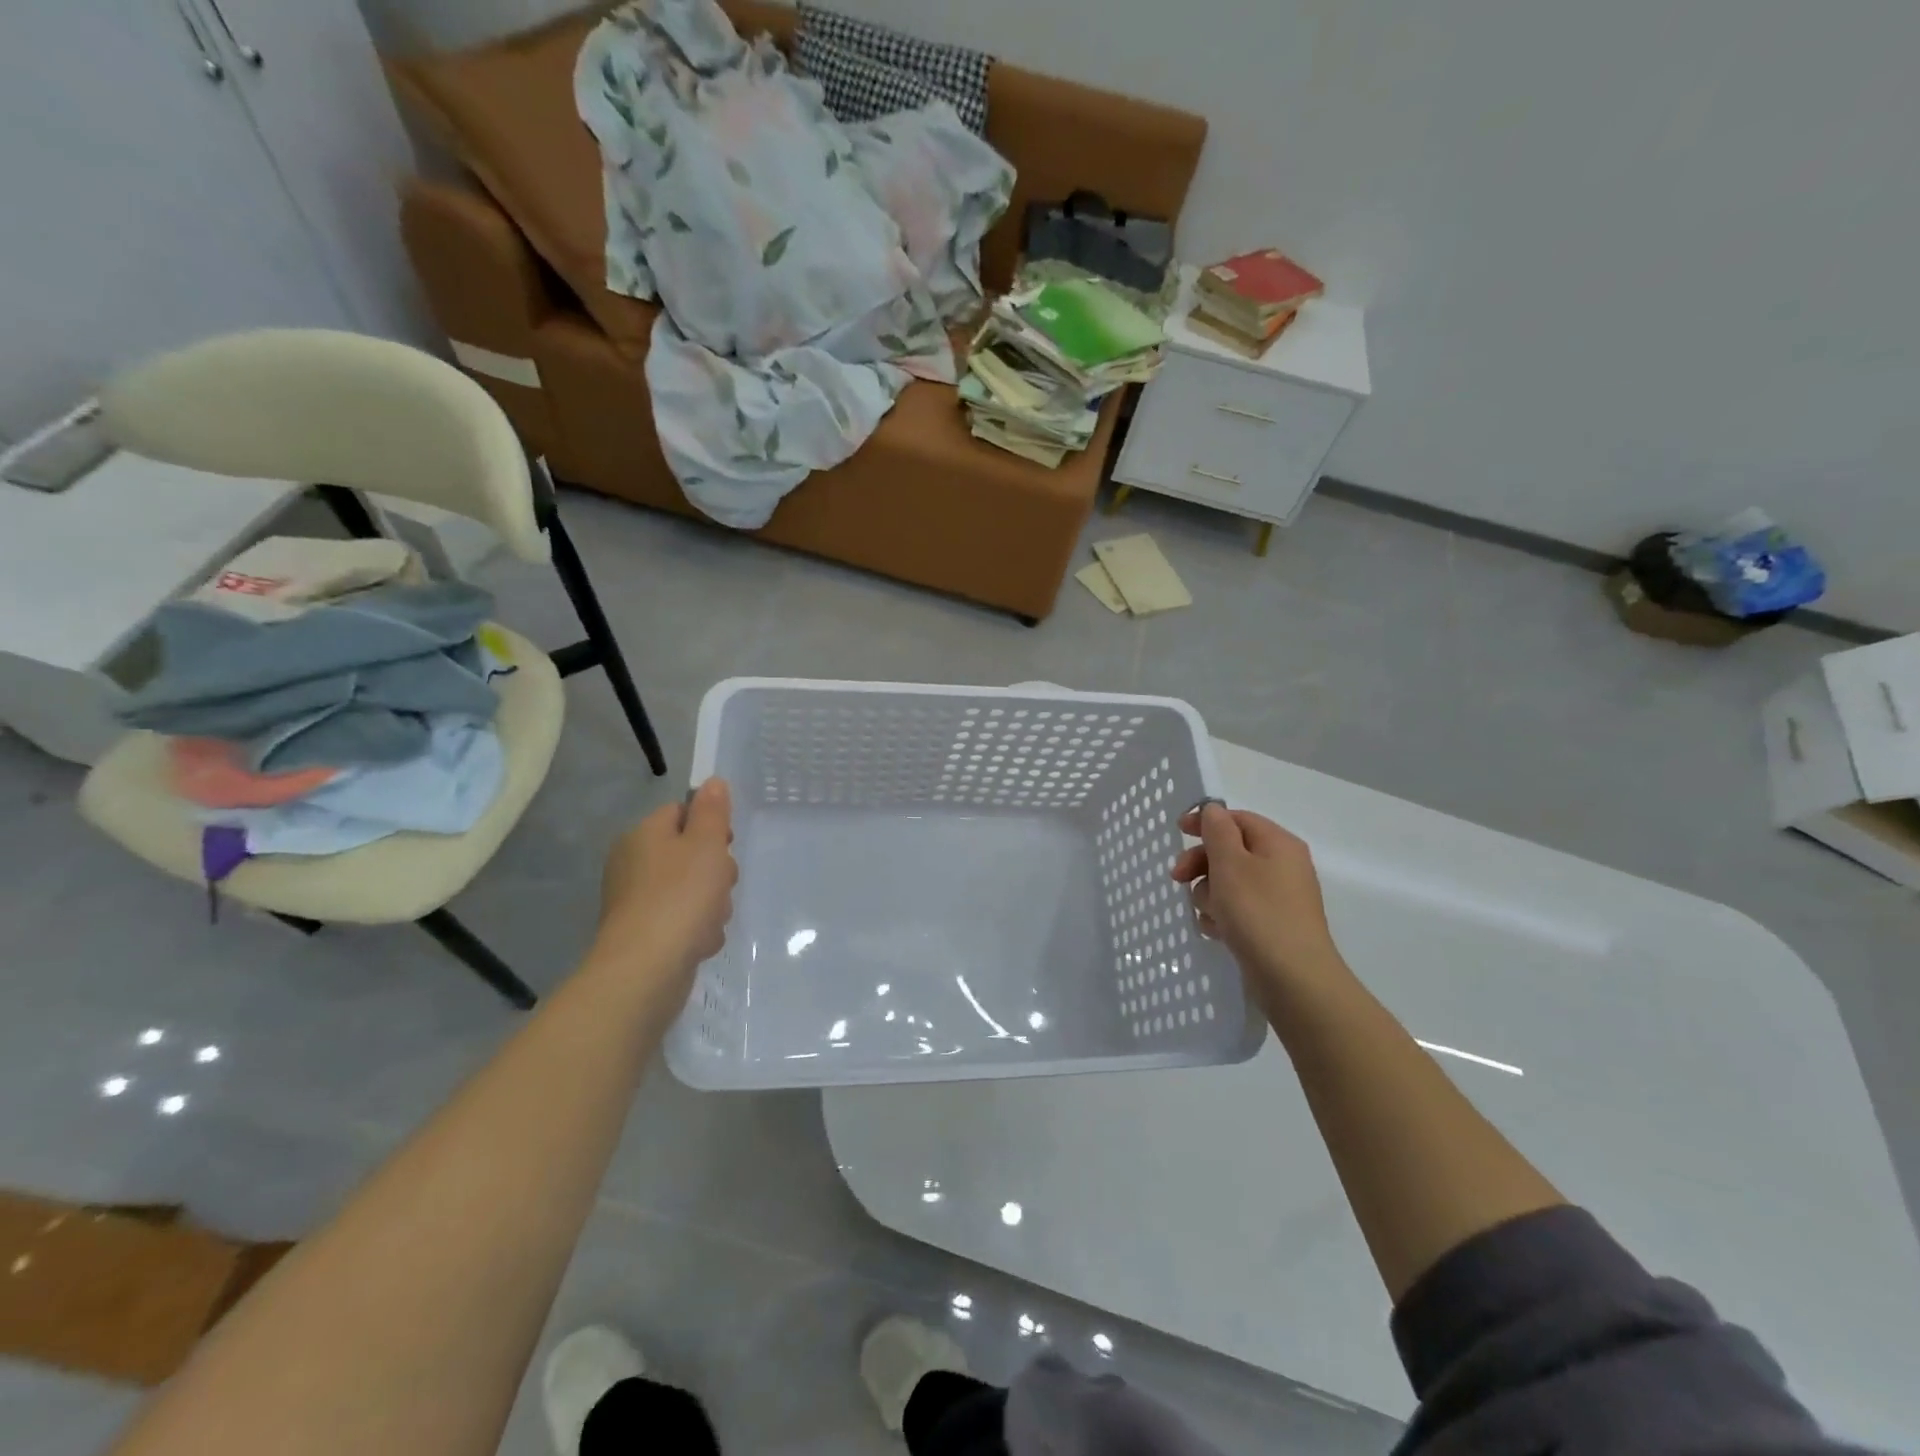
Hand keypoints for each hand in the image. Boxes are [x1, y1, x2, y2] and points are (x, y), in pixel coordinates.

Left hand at [593, 778, 736, 998]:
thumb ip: (713, 811)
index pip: (681, 812)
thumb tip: (712, 782)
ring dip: (712, 904)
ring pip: (693, 890)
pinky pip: (683, 921)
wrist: (645, 970)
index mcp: (644, 835)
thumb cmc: (680, 897)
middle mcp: (634, 864)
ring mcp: (637, 901)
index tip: (726, 845)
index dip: (710, 826)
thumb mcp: (706, 844)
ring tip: (710, 919)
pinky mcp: (645, 934)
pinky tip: (700, 942)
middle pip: (691, 853)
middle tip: (720, 885)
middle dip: (716, 871)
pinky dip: (697, 930)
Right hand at [1170, 803, 1347, 1007]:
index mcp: (1278, 844)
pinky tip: (1214, 930)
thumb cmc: (1258, 912)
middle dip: (1202, 863)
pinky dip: (1222, 915)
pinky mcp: (1272, 926)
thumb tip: (1213, 810)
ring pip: (1230, 882)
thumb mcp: (1230, 863)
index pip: (1237, 819)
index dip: (1205, 821)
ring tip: (1207, 913)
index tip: (1177, 832)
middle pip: (1231, 851)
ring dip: (1209, 893)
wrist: (1294, 979)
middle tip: (1178, 878)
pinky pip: (1238, 909)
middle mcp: (1283, 866)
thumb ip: (1217, 831)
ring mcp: (1279, 898)